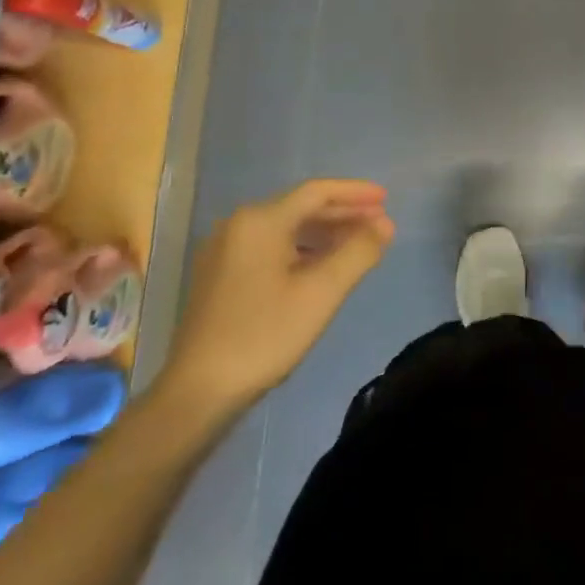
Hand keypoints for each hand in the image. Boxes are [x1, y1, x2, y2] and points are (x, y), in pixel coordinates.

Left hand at [160, 180, 394, 419]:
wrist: (199, 392)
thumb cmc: (265, 335)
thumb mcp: (322, 292)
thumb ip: (358, 252)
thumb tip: (386, 224)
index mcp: (260, 221)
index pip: (317, 192)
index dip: (355, 192)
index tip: (386, 199)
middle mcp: (238, 226)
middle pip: (300, 208)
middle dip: (343, 214)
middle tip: (380, 223)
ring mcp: (224, 251)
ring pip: (285, 229)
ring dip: (324, 233)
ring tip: (358, 244)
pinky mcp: (220, 276)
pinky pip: (270, 248)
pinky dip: (302, 250)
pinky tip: (322, 266)